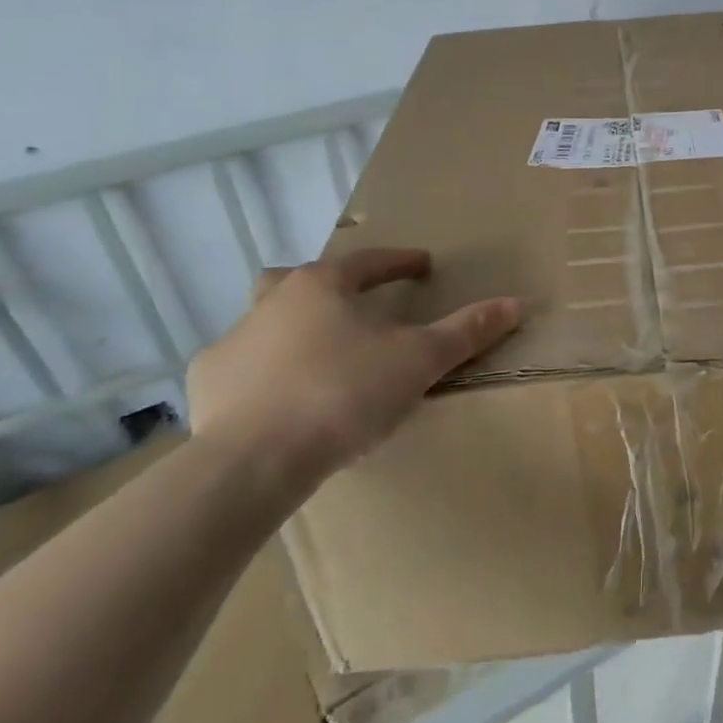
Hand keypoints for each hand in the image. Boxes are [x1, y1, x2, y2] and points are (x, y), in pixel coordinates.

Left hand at [187, 248, 518, 489]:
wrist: (252, 460)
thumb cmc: (343, 394)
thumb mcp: (418, 361)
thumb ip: (466, 331)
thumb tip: (515, 303)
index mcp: (322, 286)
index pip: (369, 261)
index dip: (400, 262)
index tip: (422, 265)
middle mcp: (272, 301)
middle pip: (302, 278)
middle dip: (330, 285)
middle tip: (353, 304)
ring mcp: (233, 340)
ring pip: (266, 320)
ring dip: (292, 328)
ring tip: (319, 357)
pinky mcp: (207, 383)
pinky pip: (240, 366)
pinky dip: (261, 373)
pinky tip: (276, 399)